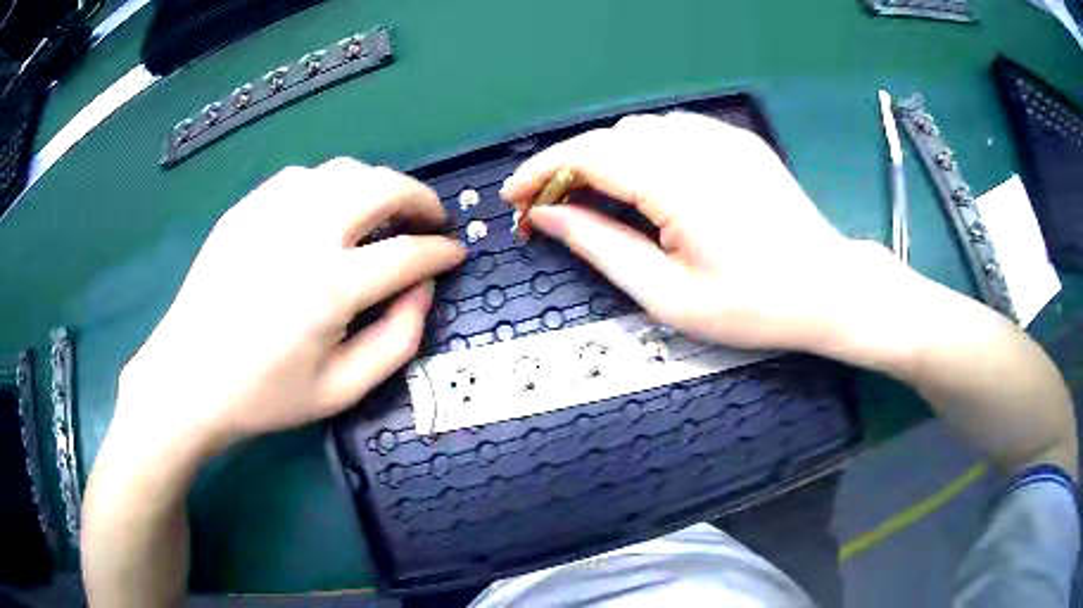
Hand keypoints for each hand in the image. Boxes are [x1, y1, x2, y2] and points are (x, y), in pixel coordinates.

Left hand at [114, 158, 464, 459]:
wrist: (188, 379)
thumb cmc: (264, 395)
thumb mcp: (341, 390)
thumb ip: (397, 341)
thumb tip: (424, 291)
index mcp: (331, 286)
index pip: (409, 253)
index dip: (442, 252)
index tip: (456, 253)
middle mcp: (305, 233)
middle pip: (382, 187)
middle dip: (421, 198)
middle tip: (432, 219)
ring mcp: (270, 212)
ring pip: (343, 170)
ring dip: (376, 185)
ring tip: (383, 211)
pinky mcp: (246, 208)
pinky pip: (302, 177)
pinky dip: (329, 185)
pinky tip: (327, 211)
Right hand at [502, 112, 873, 354]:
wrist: (828, 289)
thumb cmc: (754, 306)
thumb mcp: (670, 296)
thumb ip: (603, 248)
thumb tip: (550, 217)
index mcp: (678, 184)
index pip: (588, 155)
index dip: (540, 172)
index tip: (513, 197)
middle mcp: (698, 145)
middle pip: (609, 137)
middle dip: (568, 167)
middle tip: (551, 210)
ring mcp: (723, 138)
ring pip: (639, 129)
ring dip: (605, 158)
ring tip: (597, 201)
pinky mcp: (739, 142)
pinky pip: (674, 130)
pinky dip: (644, 152)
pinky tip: (649, 185)